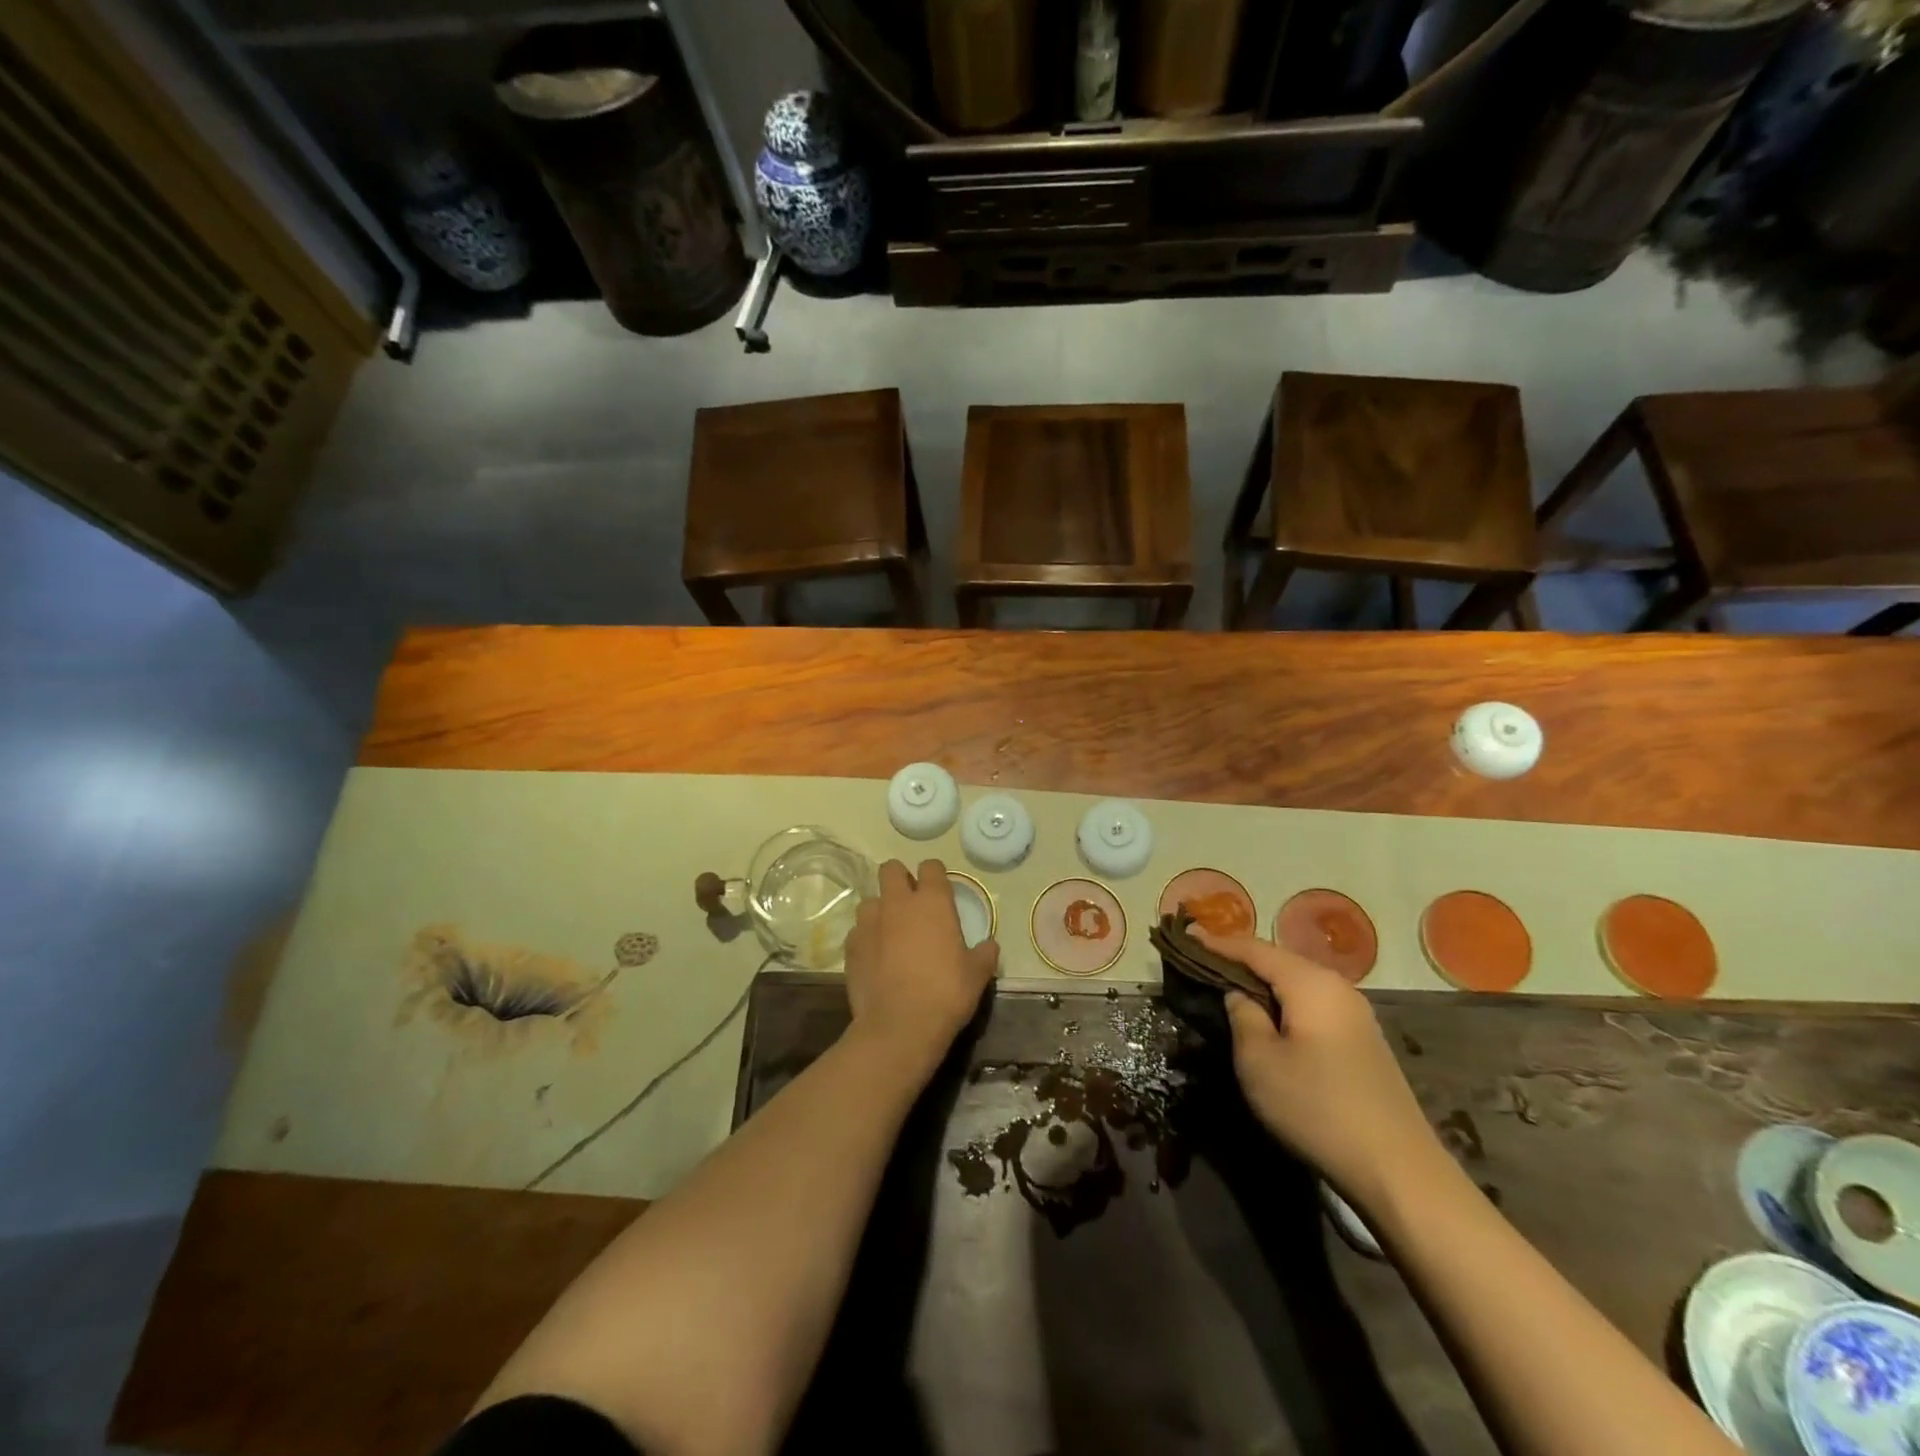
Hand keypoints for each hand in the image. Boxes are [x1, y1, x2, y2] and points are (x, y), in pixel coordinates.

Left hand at [843, 859, 997, 1072]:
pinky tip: (876, 957)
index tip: (939, 889)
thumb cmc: (946, 993)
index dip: (934, 874)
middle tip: (911, 902)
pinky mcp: (851, 946)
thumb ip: (984, 954)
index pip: (930, 866)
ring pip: (870, 900)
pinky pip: (858, 931)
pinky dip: (867, 938)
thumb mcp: (977, 975)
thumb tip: (989, 946)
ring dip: (881, 910)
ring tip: (890, 932)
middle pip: (891, 869)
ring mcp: (870, 923)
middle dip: (900, 878)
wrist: (899, 1026)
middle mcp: (898, 903)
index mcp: (932, 902)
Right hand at [1194, 927, 1439, 1212]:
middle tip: (1201, 960)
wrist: (1399, 1170)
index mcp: (1310, 982)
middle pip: (1278, 960)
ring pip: (1296, 983)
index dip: (1216, 942)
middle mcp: (1337, 987)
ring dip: (1262, 982)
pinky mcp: (1362, 1040)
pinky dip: (1283, 1002)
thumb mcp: (1259, 1061)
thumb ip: (1242, 1016)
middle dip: (1239, 958)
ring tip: (1227, 985)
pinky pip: (1312, 1004)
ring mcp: (1355, 1014)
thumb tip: (1238, 995)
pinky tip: (1268, 1016)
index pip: (1253, 948)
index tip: (1185, 935)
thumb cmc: (1317, 1107)